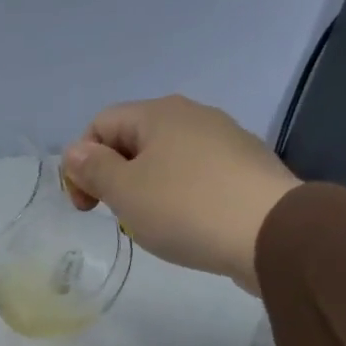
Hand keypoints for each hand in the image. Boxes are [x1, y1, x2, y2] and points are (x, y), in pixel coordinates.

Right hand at [60, 96, 300, 294]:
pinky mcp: (244, 167)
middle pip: (134, 139)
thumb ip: (94, 169)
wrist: (270, 232)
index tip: (87, 205)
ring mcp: (224, 139)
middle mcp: (192, 115)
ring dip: (146, 187)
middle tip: (116, 215)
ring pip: (166, 158)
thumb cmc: (185, 208)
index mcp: (159, 113)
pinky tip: (186, 224)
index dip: (82, 162)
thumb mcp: (125, 191)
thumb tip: (75, 152)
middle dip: (114, 176)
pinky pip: (195, 175)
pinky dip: (178, 195)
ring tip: (151, 224)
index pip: (101, 124)